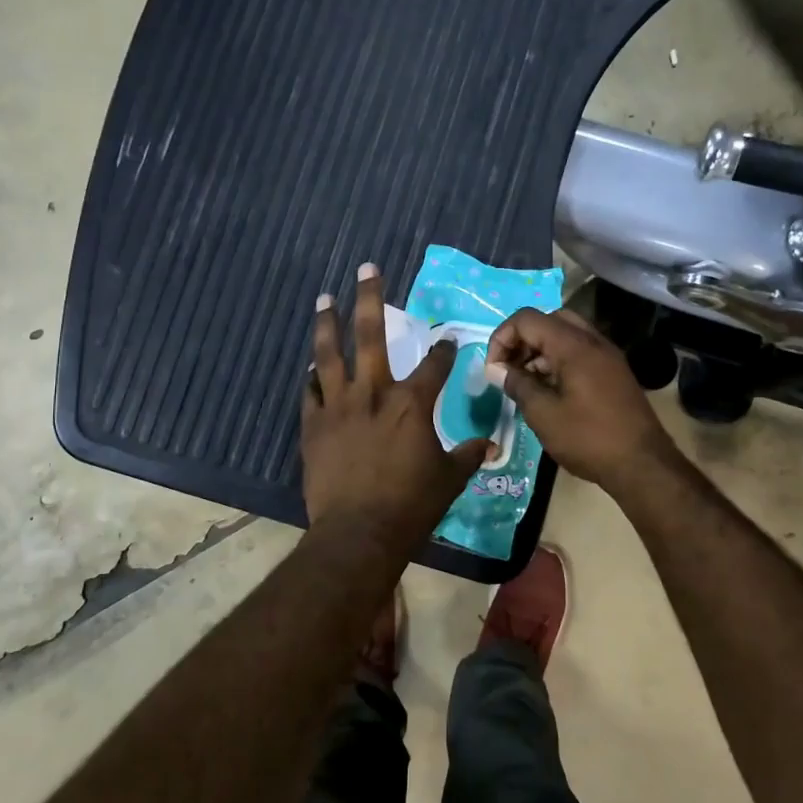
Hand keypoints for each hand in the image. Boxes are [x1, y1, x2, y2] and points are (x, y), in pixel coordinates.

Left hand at [300, 264, 491, 547]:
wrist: (358, 533)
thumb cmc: (411, 505)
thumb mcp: (450, 479)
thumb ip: (469, 455)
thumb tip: (492, 445)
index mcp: (411, 403)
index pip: (434, 365)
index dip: (443, 350)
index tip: (447, 340)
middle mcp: (373, 394)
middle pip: (370, 335)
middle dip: (370, 298)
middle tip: (367, 269)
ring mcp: (338, 407)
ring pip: (329, 355)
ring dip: (327, 324)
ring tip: (324, 298)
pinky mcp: (313, 426)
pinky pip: (310, 393)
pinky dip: (312, 379)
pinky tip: (311, 369)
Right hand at [487, 308, 678, 492]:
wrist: (642, 464)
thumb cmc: (588, 438)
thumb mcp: (543, 414)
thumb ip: (517, 384)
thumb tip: (498, 370)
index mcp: (573, 345)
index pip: (527, 319)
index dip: (502, 338)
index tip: (494, 369)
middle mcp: (592, 341)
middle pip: (548, 320)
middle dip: (523, 340)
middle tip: (510, 369)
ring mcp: (607, 355)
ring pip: (566, 335)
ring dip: (540, 351)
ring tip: (527, 383)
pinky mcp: (614, 372)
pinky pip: (580, 352)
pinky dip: (559, 360)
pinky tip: (551, 391)